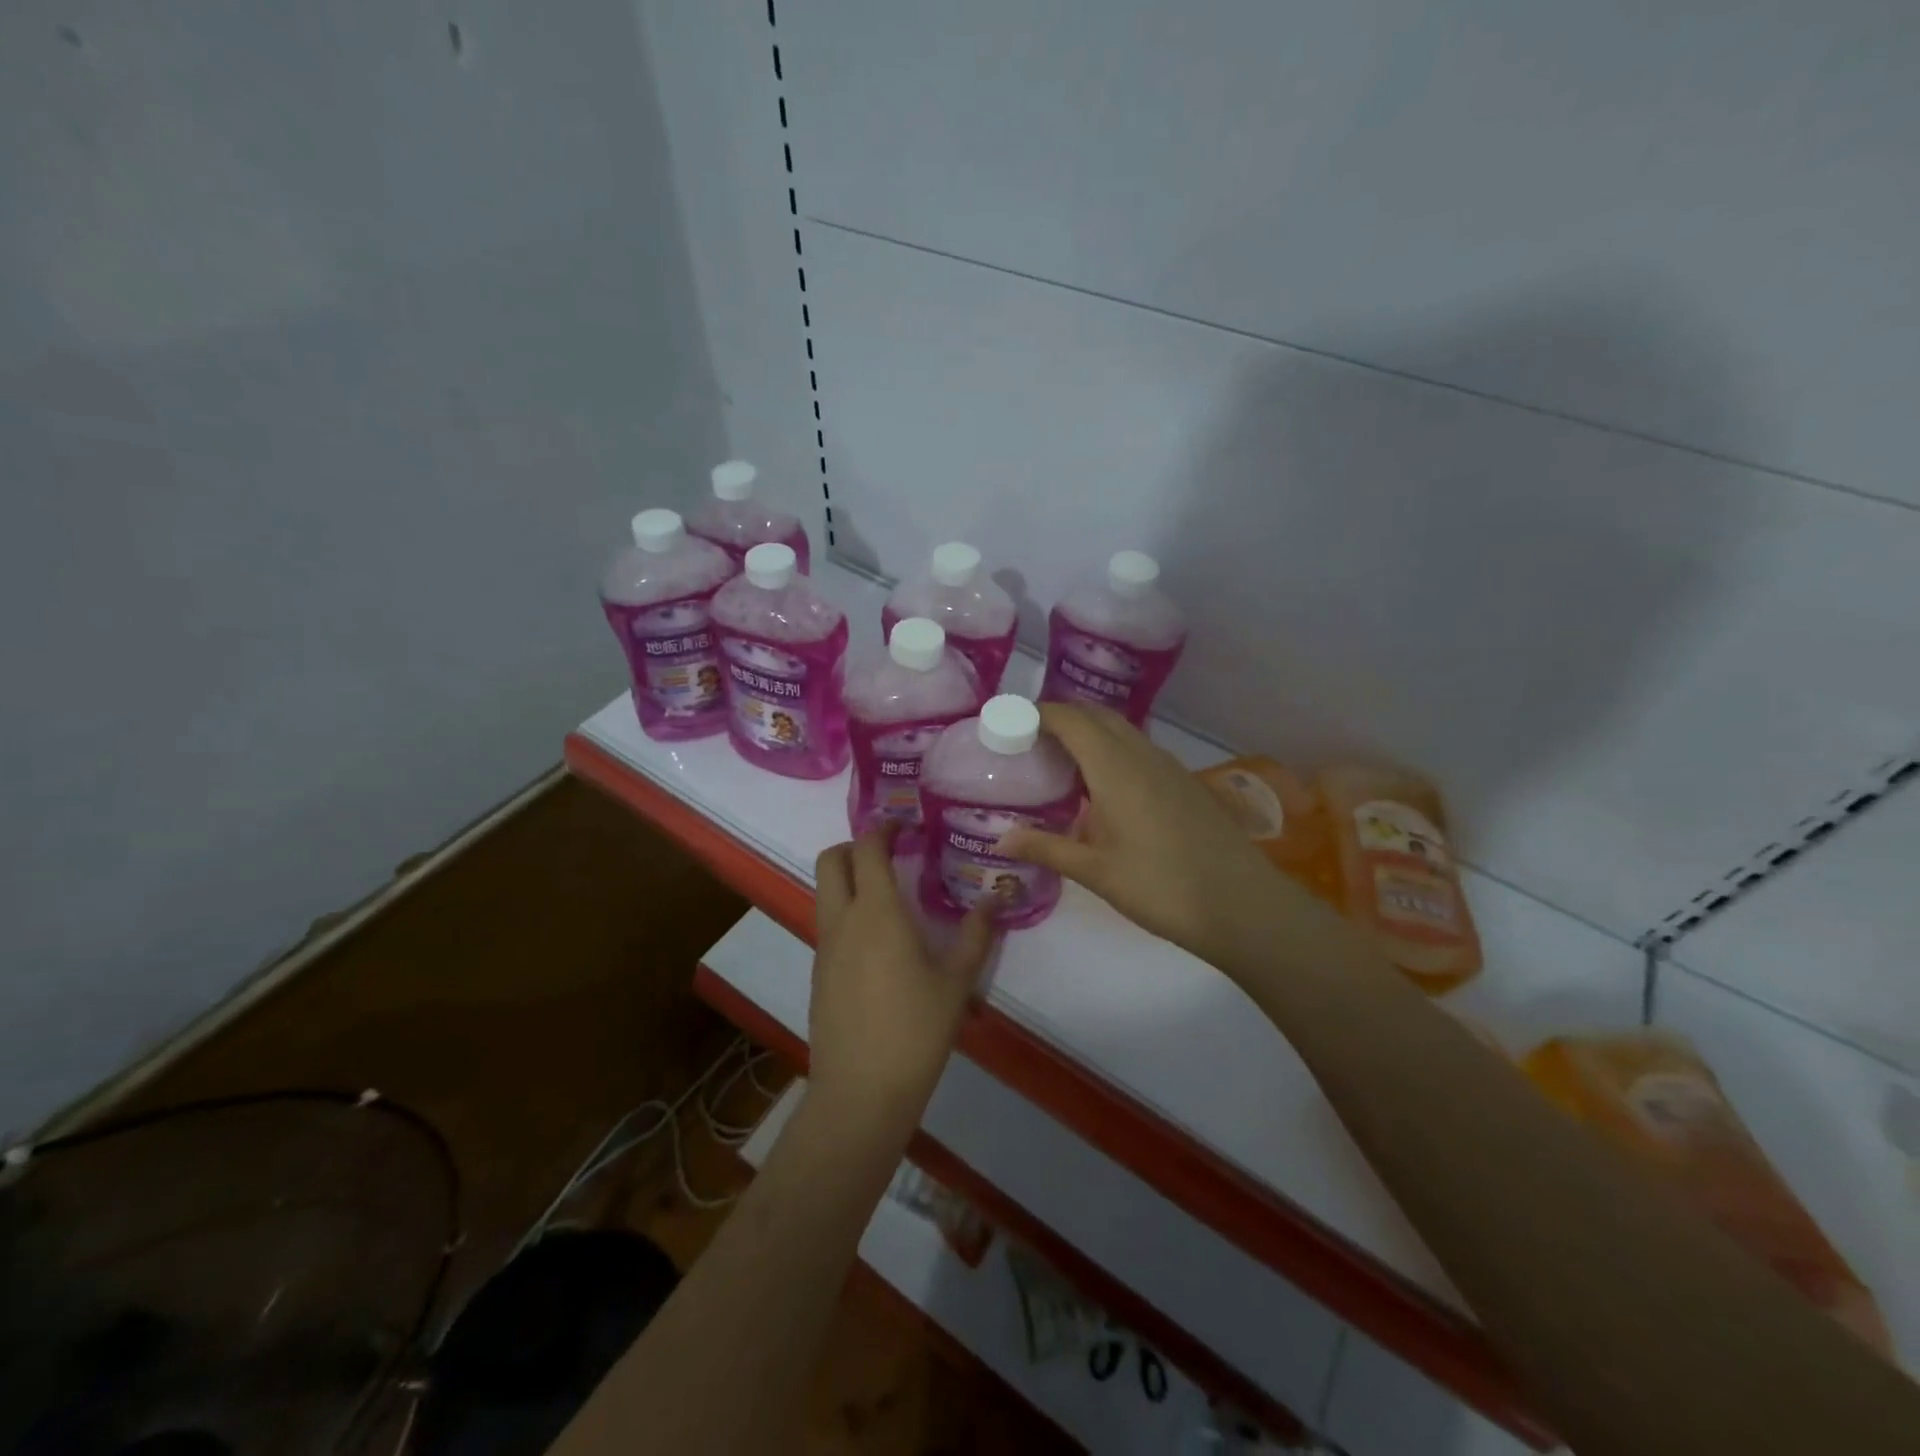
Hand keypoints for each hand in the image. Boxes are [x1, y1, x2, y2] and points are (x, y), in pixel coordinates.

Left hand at [808, 828, 994, 1129]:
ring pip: (825, 892)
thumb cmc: (915, 1030)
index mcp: (876, 913)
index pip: (868, 848)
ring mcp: (825, 948)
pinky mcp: (819, 974)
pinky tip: (880, 943)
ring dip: (850, 879)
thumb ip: (975, 935)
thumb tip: (995, 899)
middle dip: (856, 846)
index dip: (884, 828)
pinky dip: (848, 913)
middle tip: (890, 855)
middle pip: (831, 860)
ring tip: (891, 897)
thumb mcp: (956, 982)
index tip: (906, 825)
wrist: (861, 1091)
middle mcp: (842, 921)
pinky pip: (829, 925)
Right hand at [999, 704, 1309, 975]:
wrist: (1242, 905)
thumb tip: (1002, 840)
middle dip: (1062, 716)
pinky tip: (1103, 785)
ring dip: (1090, 731)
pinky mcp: (1185, 783)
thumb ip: (1048, 849)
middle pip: (1097, 715)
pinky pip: (1139, 749)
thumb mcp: (1097, 872)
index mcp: (1115, 768)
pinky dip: (1112, 749)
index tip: (1009, 722)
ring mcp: (1169, 766)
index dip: (1038, 713)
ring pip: (1122, 730)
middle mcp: (1143, 755)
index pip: (1070, 719)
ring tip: (1060, 759)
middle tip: (1029, 739)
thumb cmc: (1162, 887)